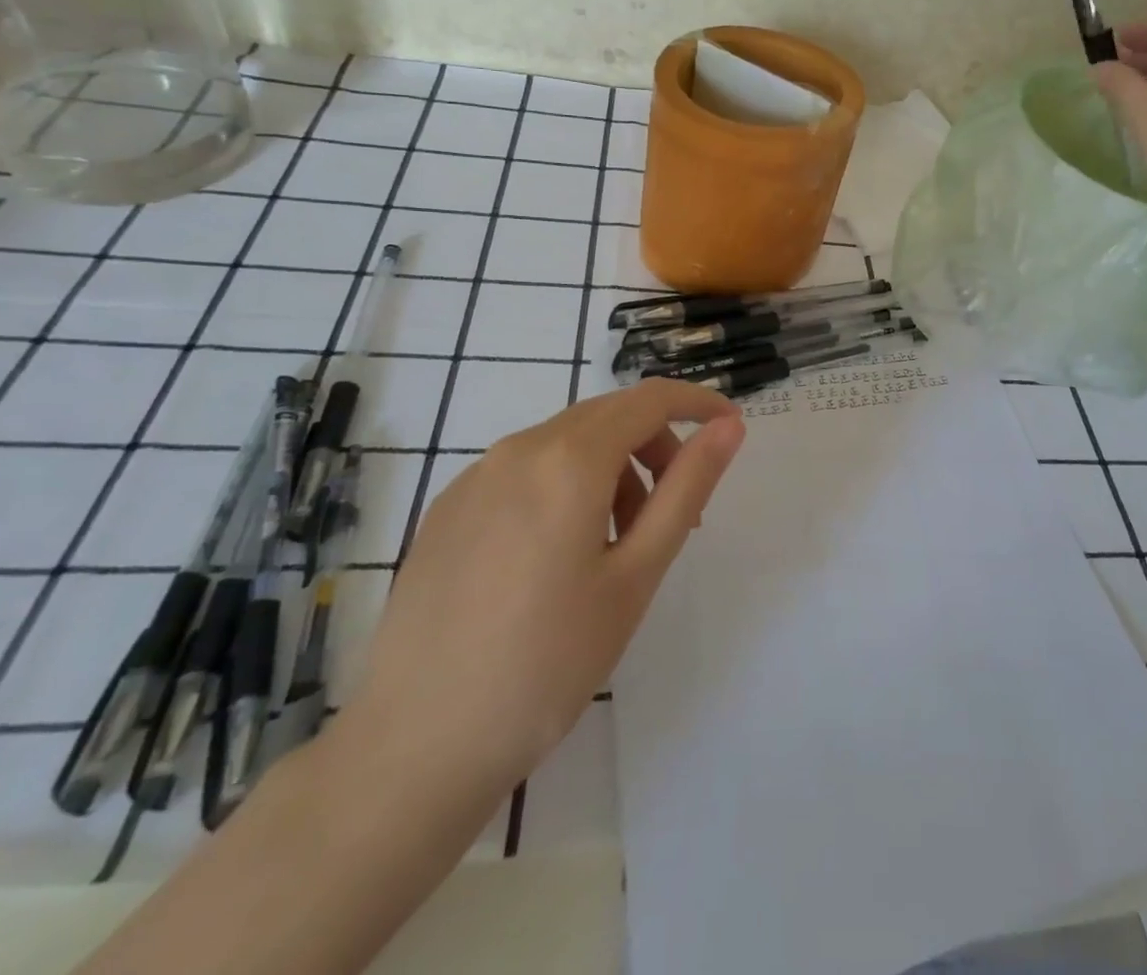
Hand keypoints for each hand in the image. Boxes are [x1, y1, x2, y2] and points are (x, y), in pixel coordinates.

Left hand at [340, 378, 746, 808]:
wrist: (415, 746)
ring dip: (611, 469)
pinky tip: (558, 558)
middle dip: (656, 445)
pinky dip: (565, 487)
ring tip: (617, 547)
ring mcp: (474, 478)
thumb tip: (728, 428)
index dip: (697, 404)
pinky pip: (524, 471)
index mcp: (568, 460)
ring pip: (565, 443)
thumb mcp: (636, 574)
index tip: (730, 429)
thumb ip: (686, 488)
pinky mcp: (447, 509)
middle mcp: (517, 450)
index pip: (649, 399)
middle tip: (678, 512)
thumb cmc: (548, 661)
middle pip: (607, 417)